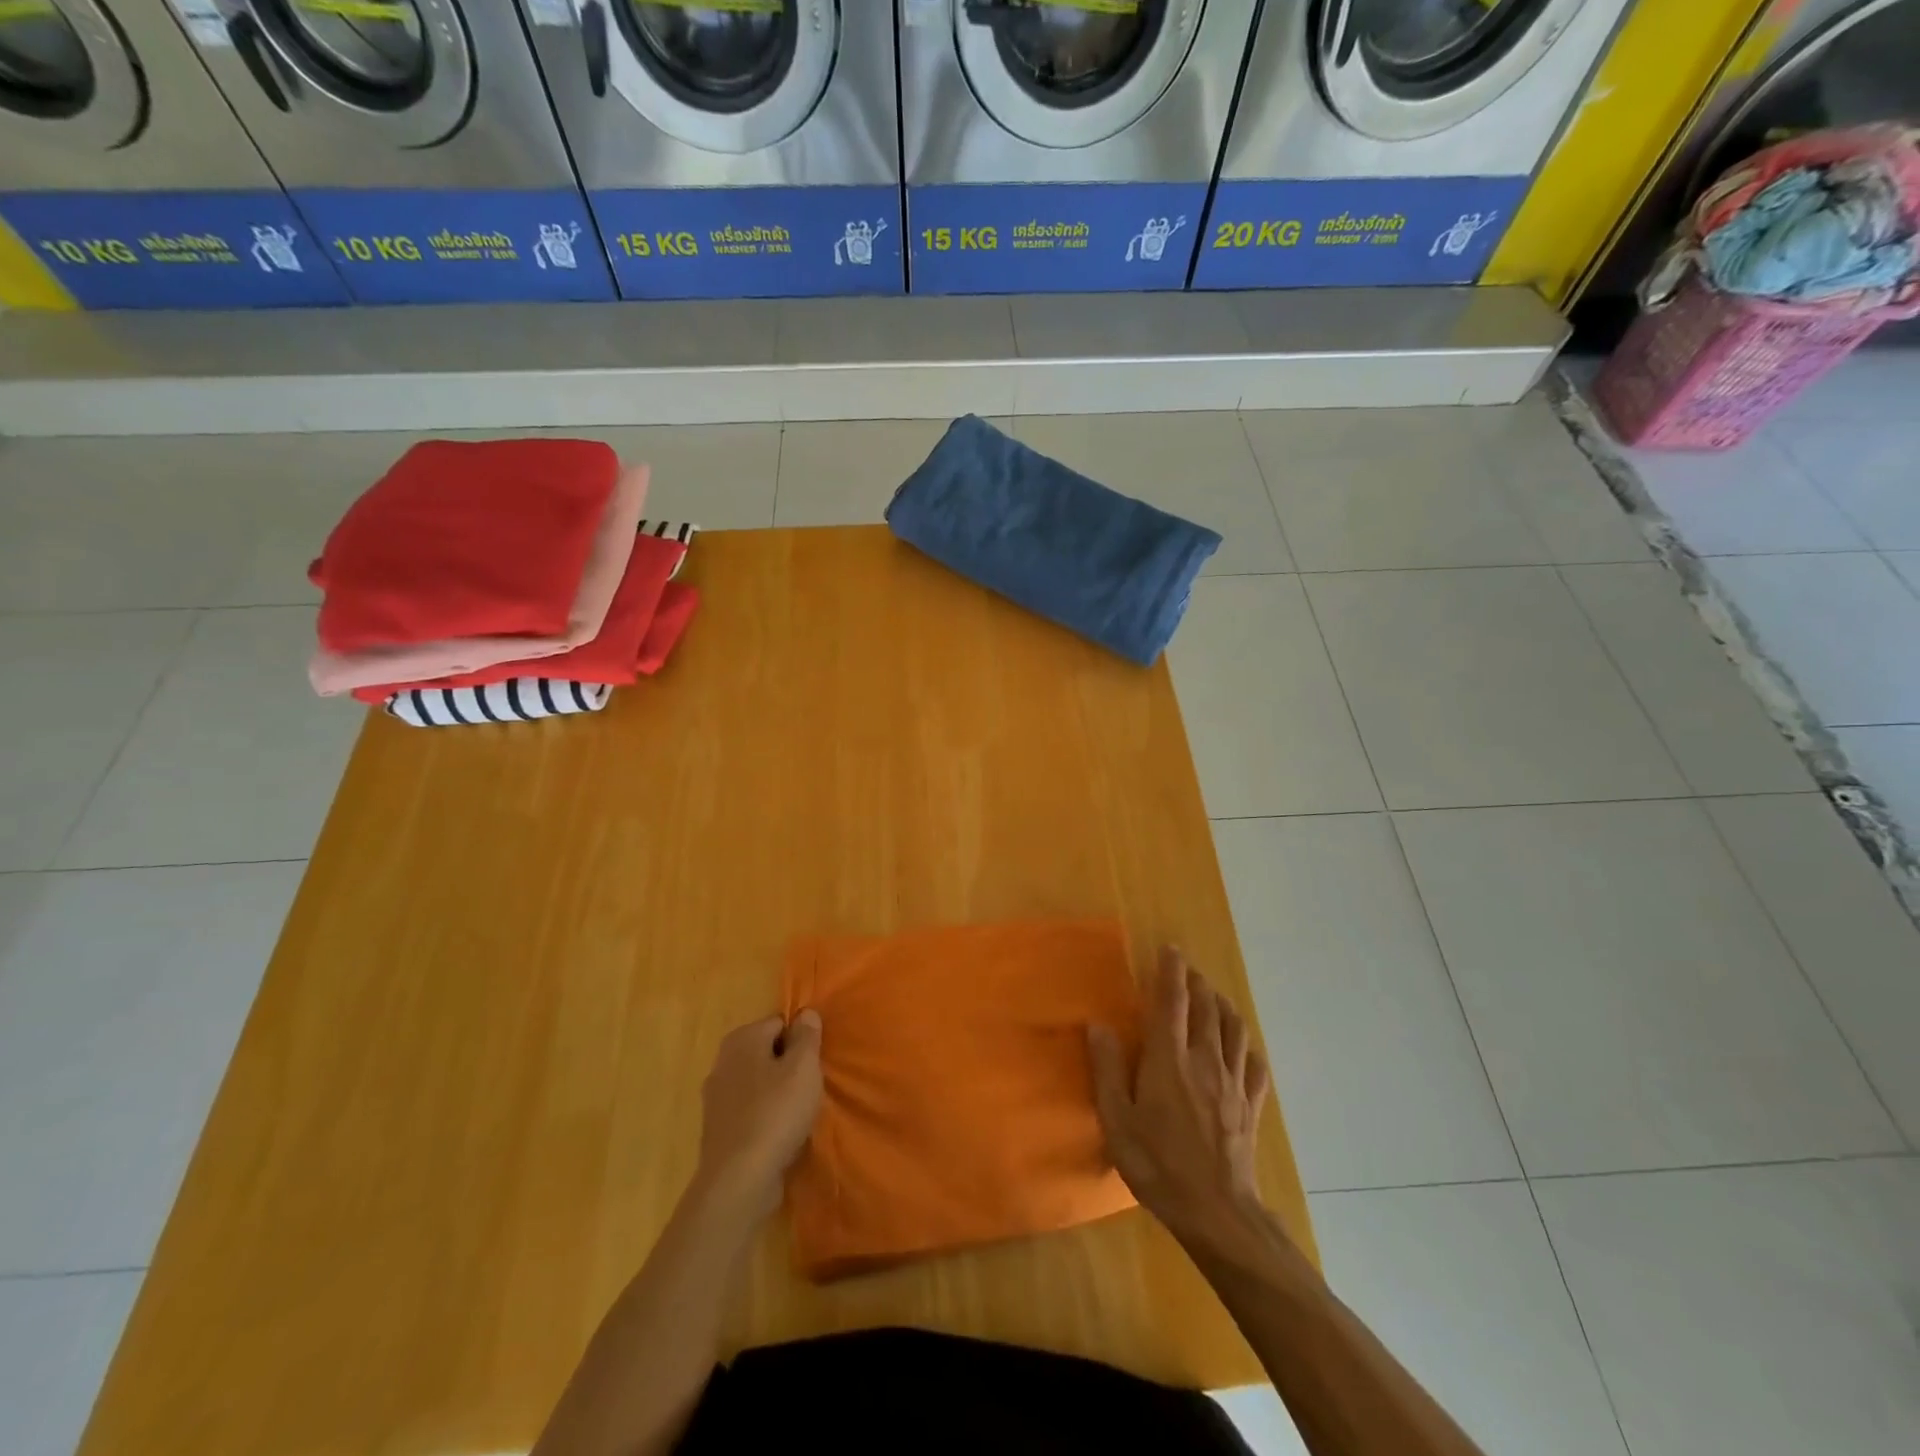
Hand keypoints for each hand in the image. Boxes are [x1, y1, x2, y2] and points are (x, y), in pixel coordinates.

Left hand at [694, 1011, 823, 1219]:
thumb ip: (807, 1035)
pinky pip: (749, 1111)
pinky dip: (765, 1117)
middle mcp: (723, 1061)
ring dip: (778, 1093)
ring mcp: (716, 1098)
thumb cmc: (776, 1113)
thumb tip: (805, 1013)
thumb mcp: (803, 1066)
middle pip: (767, 1052)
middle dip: (789, 1066)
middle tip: (809, 1088)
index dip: (801, 1040)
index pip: (780, 1023)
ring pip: (758, 1083)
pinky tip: (780, 1134)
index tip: (814, 1064)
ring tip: (798, 1113)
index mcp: (741, 1039)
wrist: (739, 1180)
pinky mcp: (717, 1129)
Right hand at [1088, 948, 1269, 1245]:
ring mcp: (1233, 1083)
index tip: (1171, 949)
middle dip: (1197, 983)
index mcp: (1169, 1060)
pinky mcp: (1250, 1106)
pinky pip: (1254, 1065)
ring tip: (1213, 997)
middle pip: (1207, 1008)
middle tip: (1187, 970)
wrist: (1218, 1213)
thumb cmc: (1159, 1166)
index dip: (1171, 972)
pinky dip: (1246, 1047)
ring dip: (1223, 1006)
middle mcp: (1205, 1061)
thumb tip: (1098, 1025)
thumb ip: (1107, 1070)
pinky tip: (1241, 1048)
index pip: (1172, 1002)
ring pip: (1234, 1029)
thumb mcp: (1118, 1122)